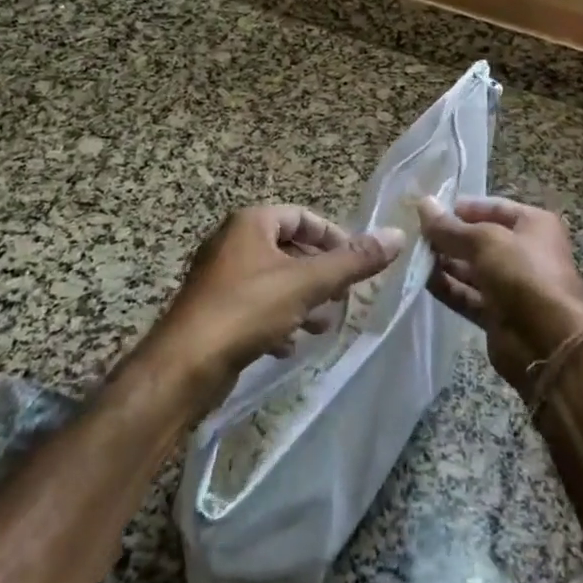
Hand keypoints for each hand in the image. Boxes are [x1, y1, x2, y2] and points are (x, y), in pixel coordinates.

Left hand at [149, 205, 403, 408]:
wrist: (184, 365)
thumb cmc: (247, 309)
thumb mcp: (307, 283)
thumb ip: (353, 261)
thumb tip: (397, 235)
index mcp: (251, 222)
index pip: (302, 217)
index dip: (333, 237)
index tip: (355, 263)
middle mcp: (232, 242)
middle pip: (289, 249)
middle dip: (320, 274)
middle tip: (342, 297)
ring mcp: (220, 277)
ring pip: (274, 280)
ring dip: (302, 300)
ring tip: (322, 324)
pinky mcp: (213, 310)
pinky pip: (255, 305)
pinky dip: (277, 319)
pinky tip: (289, 344)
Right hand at [416, 197, 582, 391]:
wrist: (548, 342)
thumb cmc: (522, 274)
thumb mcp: (484, 241)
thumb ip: (450, 227)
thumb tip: (424, 203)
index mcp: (533, 225)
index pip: (492, 207)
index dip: (461, 208)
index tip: (429, 210)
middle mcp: (524, 252)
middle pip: (480, 239)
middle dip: (449, 237)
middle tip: (415, 234)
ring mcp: (511, 285)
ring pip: (472, 269)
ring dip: (445, 263)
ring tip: (413, 255)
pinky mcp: (498, 314)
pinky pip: (468, 295)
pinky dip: (448, 288)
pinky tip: (422, 280)